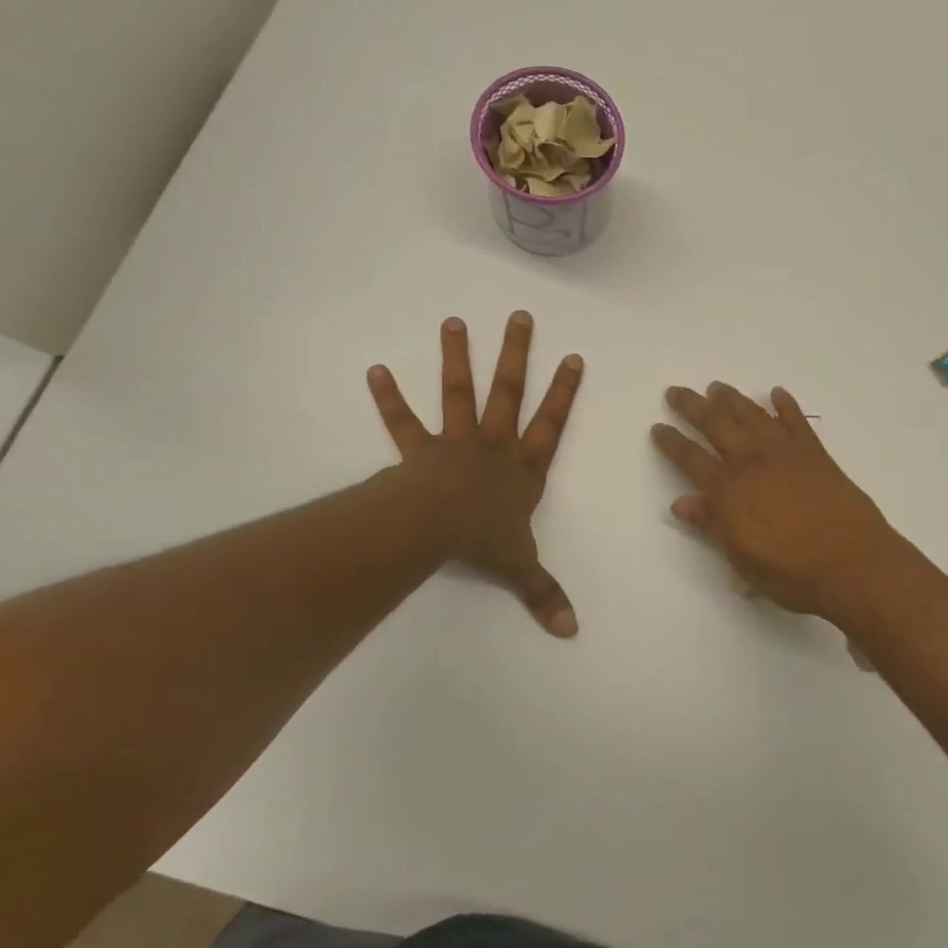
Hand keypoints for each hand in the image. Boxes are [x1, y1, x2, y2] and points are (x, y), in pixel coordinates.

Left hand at [367, 313, 583, 635]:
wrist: (438, 528)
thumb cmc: (485, 540)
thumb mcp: (521, 567)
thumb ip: (544, 593)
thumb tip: (571, 631)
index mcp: (523, 468)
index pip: (552, 424)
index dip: (564, 392)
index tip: (573, 357)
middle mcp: (494, 445)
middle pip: (509, 392)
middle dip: (516, 354)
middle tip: (519, 316)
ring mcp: (455, 442)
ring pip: (460, 393)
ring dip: (458, 358)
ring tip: (454, 321)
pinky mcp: (419, 450)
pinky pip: (403, 422)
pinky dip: (388, 398)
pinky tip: (374, 370)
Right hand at [652, 382, 901, 620]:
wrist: (853, 563)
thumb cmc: (792, 573)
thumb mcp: (742, 560)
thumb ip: (712, 526)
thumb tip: (681, 503)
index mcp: (729, 491)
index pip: (691, 460)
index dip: (672, 443)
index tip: (658, 427)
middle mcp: (752, 463)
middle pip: (716, 425)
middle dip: (693, 407)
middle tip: (676, 391)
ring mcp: (786, 454)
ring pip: (752, 416)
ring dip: (732, 399)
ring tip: (716, 387)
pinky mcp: (816, 454)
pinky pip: (797, 421)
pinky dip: (786, 405)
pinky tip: (777, 393)